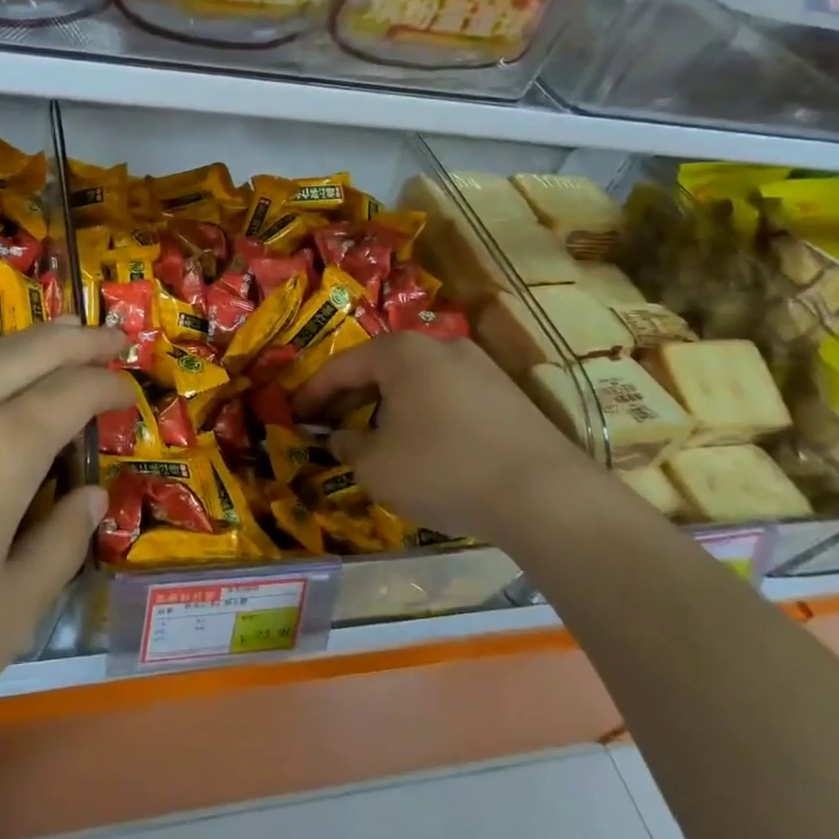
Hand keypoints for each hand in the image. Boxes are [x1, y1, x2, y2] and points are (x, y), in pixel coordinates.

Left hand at [0, 319, 131, 778]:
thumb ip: (60, 546)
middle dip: (78, 338)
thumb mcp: (4, 618)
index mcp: (1, 448)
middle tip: (111, 338)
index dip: (110, 385)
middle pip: (30, 349)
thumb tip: (89, 496)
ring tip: (52, 350)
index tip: (130, 393)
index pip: (74, 390)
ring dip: (25, 350)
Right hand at [293, 331, 590, 544]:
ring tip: (373, 438)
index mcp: (401, 352)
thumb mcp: (376, 466)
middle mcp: (440, 345)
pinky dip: (422, 414)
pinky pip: (446, 395)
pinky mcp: (506, 392)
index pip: (341, 366)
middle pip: (380, 368)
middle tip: (328, 425)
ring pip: (415, 381)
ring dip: (387, 406)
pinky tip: (422, 446)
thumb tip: (338, 438)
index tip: (293, 415)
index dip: (312, 393)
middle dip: (350, 398)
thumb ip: (347, 447)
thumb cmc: (442, 469)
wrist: (544, 493)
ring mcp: (479, 365)